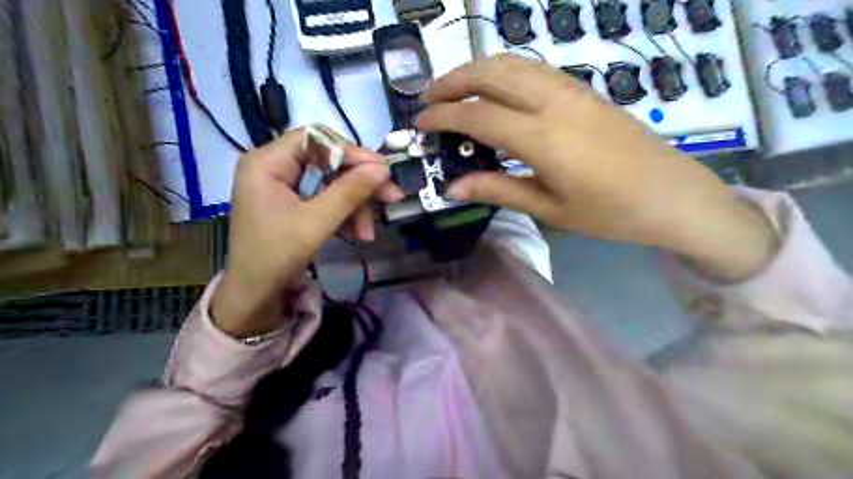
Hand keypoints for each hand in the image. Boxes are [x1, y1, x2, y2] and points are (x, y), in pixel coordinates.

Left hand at [214, 128, 399, 335]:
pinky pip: (326, 197)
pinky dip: (345, 213)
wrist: (254, 295)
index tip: (383, 171)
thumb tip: (383, 169)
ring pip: (332, 181)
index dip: (352, 152)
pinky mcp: (293, 201)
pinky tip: (359, 233)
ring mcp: (284, 184)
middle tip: (391, 197)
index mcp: (267, 161)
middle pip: (328, 160)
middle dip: (359, 184)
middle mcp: (274, 165)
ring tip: (369, 232)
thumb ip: (349, 192)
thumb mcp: (316, 223)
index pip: (317, 139)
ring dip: (356, 204)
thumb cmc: (275, 256)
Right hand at [418, 55, 778, 282]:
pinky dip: (504, 72)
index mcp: (544, 139)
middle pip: (493, 73)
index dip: (443, 116)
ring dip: (477, 69)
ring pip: (514, 62)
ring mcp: (573, 90)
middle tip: (428, 97)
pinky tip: (495, 91)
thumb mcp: (549, 208)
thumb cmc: (610, 213)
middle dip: (453, 80)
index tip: (419, 121)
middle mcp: (556, 103)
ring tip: (455, 89)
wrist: (673, 196)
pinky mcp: (585, 90)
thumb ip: (498, 190)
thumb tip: (453, 187)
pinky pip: (534, 69)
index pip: (479, 115)